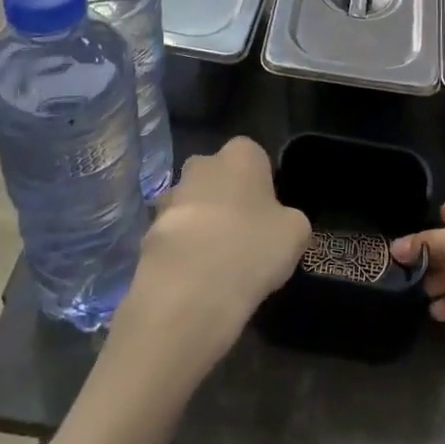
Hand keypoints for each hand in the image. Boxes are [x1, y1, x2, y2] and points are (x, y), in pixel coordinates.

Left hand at [119, 138, 309, 373]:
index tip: (268, 215)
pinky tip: (196, 279)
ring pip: (192, 205)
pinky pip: (174, 236)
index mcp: (241, 155)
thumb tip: (280, 223)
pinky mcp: (148, 230)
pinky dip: (183, 251)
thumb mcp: (296, 233)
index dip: (261, 184)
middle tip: (243, 236)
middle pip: (217, 177)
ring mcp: (171, 197)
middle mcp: (202, 164)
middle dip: (225, 199)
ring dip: (202, 225)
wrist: (190, 288)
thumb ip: (289, 219)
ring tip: (218, 264)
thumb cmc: (253, 247)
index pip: (254, 157)